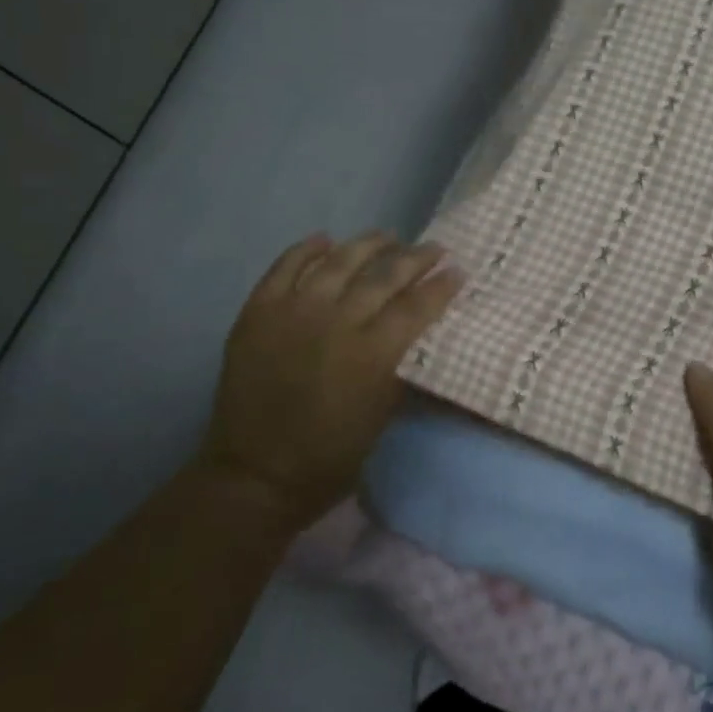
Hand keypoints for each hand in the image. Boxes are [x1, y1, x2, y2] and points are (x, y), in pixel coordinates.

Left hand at [203, 231, 462, 530]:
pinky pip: (286, 267)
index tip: (458, 270)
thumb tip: (420, 329)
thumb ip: (402, 365)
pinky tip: (325, 240)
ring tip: (387, 235)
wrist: (254, 476)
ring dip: (368, 245)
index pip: (417, 305)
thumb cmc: (331, 457)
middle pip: (384, 276)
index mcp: (372, 353)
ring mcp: (294, 312)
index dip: (442, 285)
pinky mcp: (258, 312)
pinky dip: (307, 250)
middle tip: (434, 248)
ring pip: (339, 261)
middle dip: (415, 258)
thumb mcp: (383, 415)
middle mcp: (336, 322)